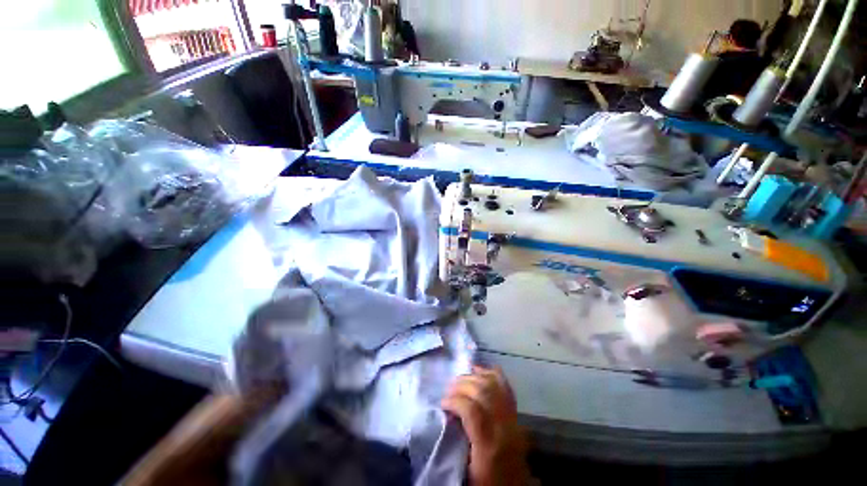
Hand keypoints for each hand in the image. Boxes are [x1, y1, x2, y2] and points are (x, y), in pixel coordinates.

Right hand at [442, 366, 528, 485]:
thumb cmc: (488, 483)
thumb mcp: (468, 471)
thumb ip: (457, 441)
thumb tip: (446, 416)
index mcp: (489, 445)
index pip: (472, 410)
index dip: (455, 401)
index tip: (442, 403)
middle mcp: (504, 427)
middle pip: (483, 392)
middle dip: (462, 385)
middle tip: (449, 389)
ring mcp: (513, 418)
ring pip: (494, 385)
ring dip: (474, 377)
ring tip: (461, 380)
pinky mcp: (516, 415)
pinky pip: (505, 387)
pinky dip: (492, 374)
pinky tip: (480, 370)